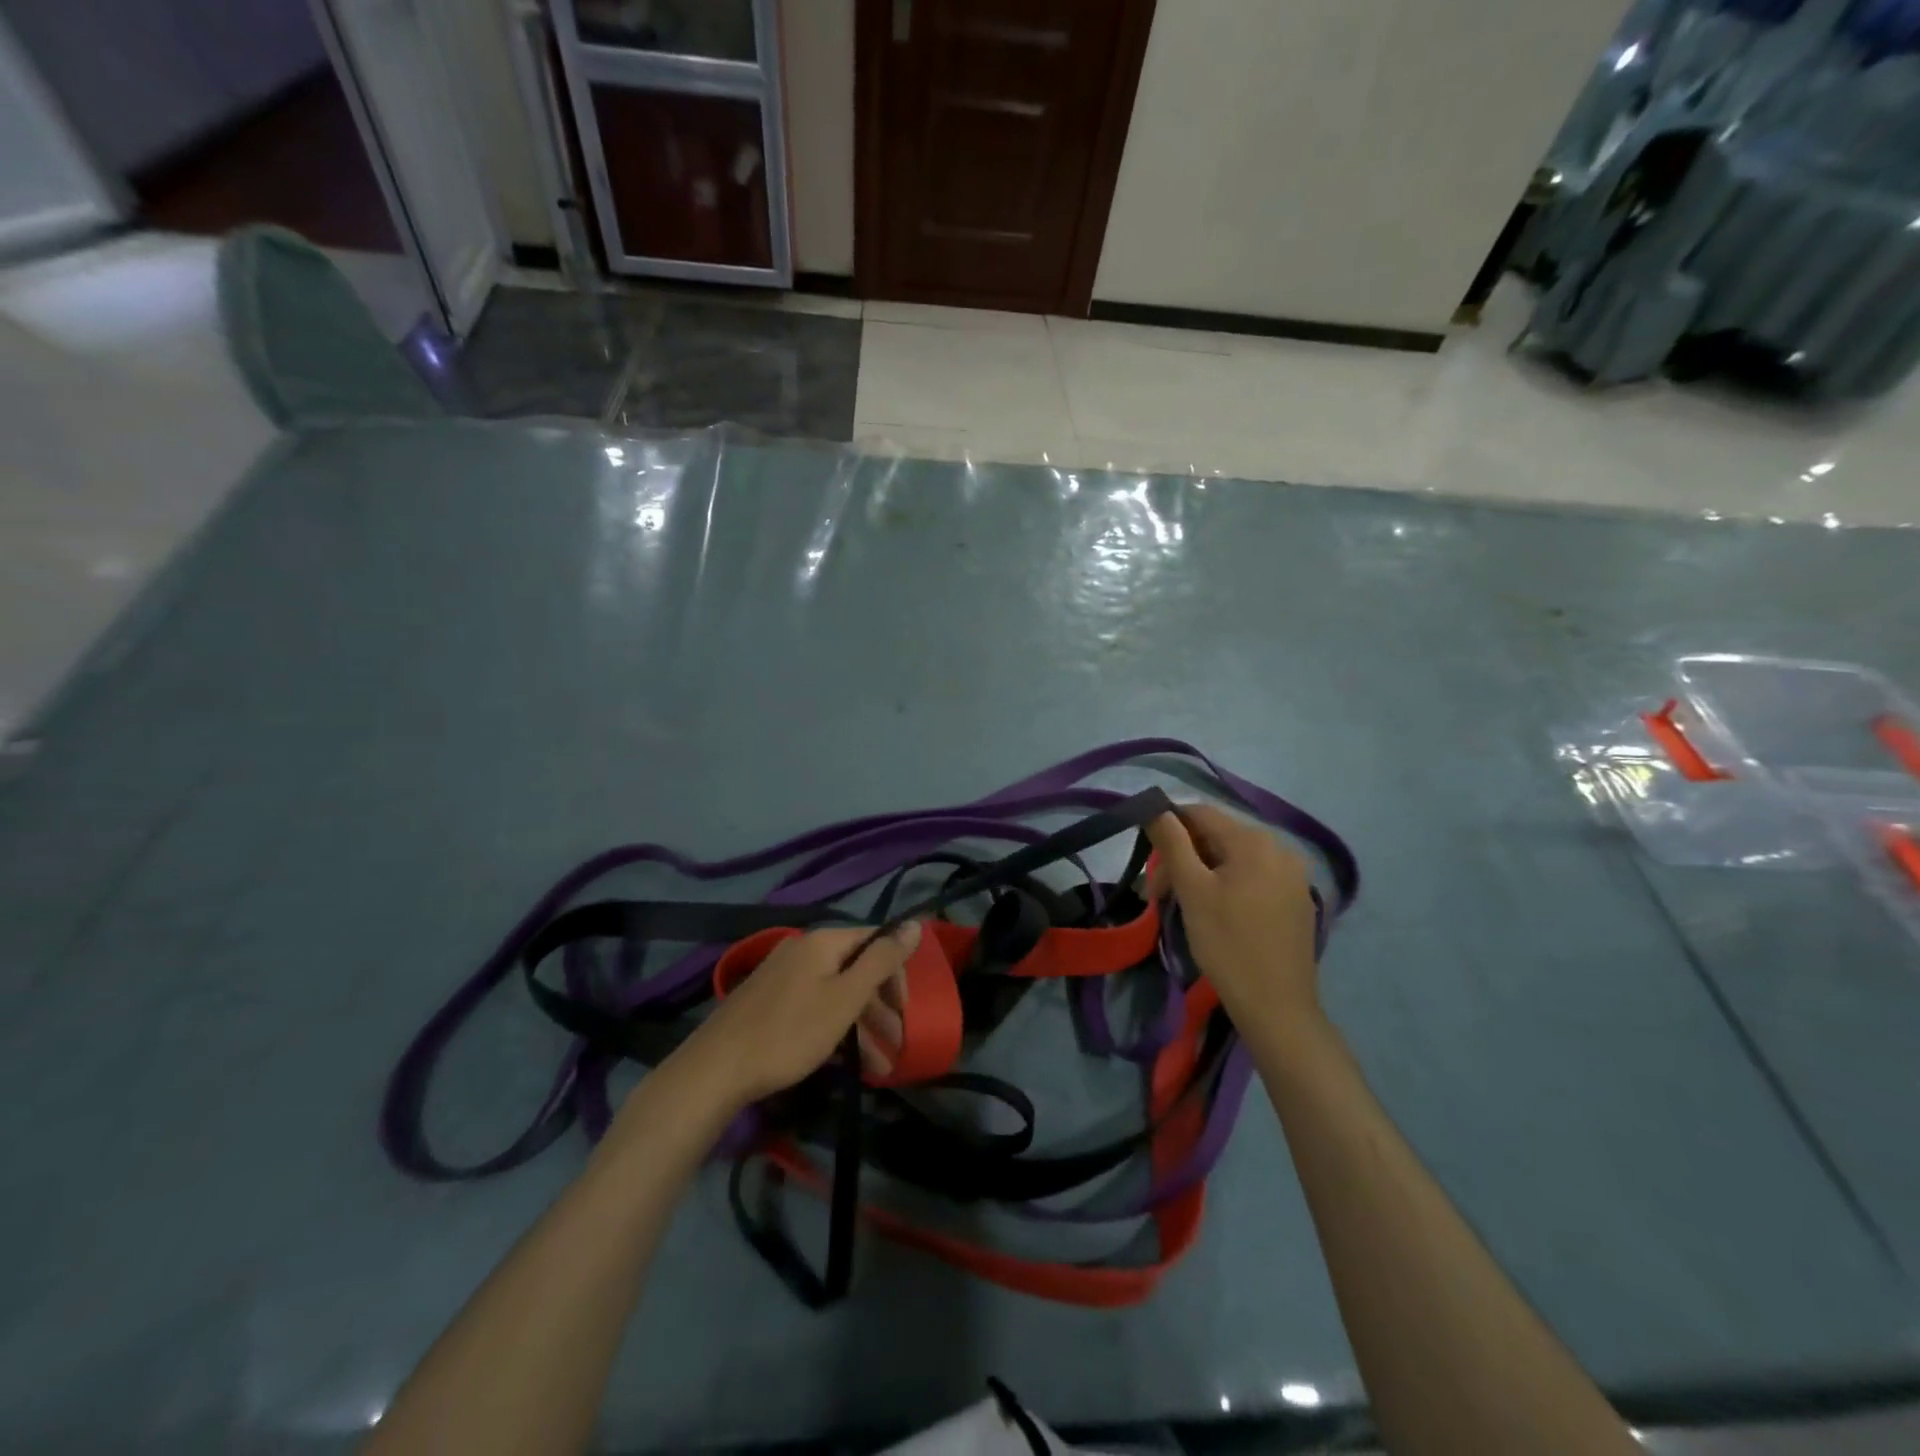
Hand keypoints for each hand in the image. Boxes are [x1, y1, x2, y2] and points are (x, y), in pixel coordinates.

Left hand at [675, 923, 918, 1110]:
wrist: (716, 1069)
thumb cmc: (790, 1032)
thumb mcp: (845, 998)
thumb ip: (882, 960)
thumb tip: (915, 923)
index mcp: (823, 942)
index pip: (875, 941)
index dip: (897, 973)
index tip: (907, 1010)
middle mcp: (803, 949)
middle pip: (856, 968)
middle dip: (881, 1007)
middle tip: (899, 1044)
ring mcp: (782, 975)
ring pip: (836, 992)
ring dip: (862, 1026)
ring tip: (880, 1068)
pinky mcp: (768, 1002)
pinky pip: (814, 1006)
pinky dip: (835, 1029)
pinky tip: (846, 1062)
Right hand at [1145, 804, 1319, 1030]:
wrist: (1277, 1007)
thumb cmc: (1227, 944)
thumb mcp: (1192, 890)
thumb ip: (1172, 843)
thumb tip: (1156, 808)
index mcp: (1255, 841)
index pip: (1201, 813)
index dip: (1168, 827)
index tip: (1149, 861)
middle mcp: (1281, 848)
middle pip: (1219, 837)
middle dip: (1184, 857)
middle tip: (1159, 893)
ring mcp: (1294, 876)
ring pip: (1235, 859)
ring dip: (1203, 873)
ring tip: (1184, 905)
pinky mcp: (1298, 901)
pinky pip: (1255, 878)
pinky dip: (1229, 886)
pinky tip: (1217, 913)